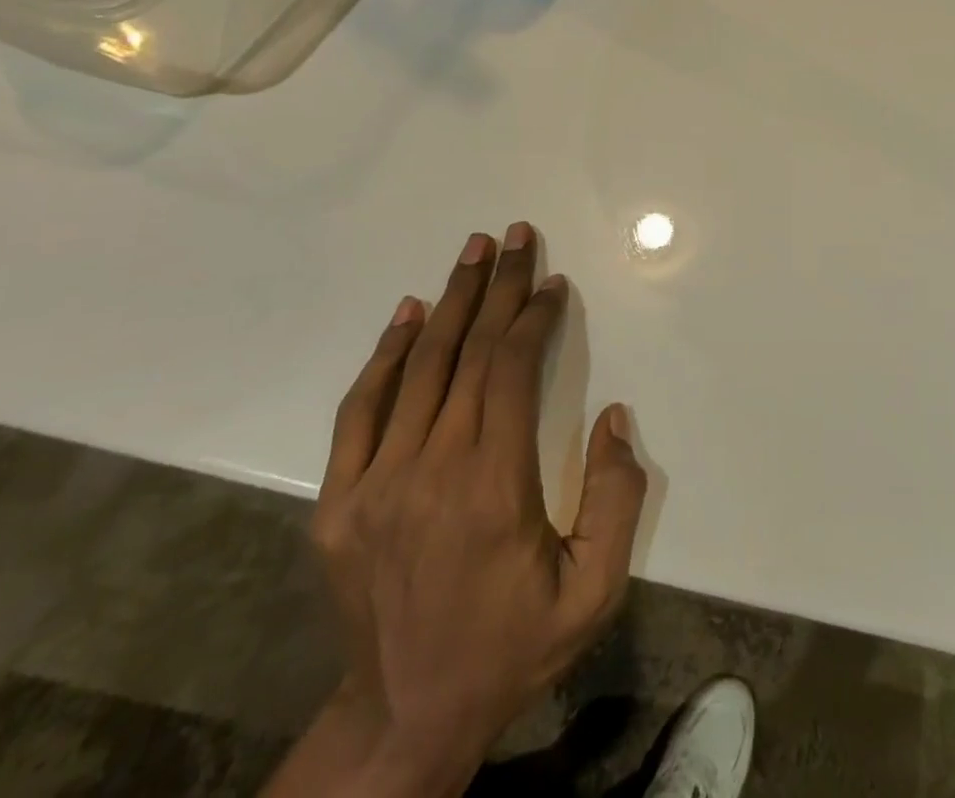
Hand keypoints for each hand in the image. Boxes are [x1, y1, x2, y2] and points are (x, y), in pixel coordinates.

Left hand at [308, 224, 646, 795]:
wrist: (405, 718)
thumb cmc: (512, 647)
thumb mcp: (592, 591)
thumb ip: (616, 499)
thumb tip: (615, 416)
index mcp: (491, 486)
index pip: (511, 370)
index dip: (534, 317)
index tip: (553, 285)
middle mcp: (429, 469)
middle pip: (467, 352)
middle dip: (499, 287)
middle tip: (516, 235)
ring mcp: (374, 483)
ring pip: (418, 367)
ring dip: (450, 300)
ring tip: (474, 251)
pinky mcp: (339, 501)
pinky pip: (361, 409)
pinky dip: (386, 353)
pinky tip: (409, 312)